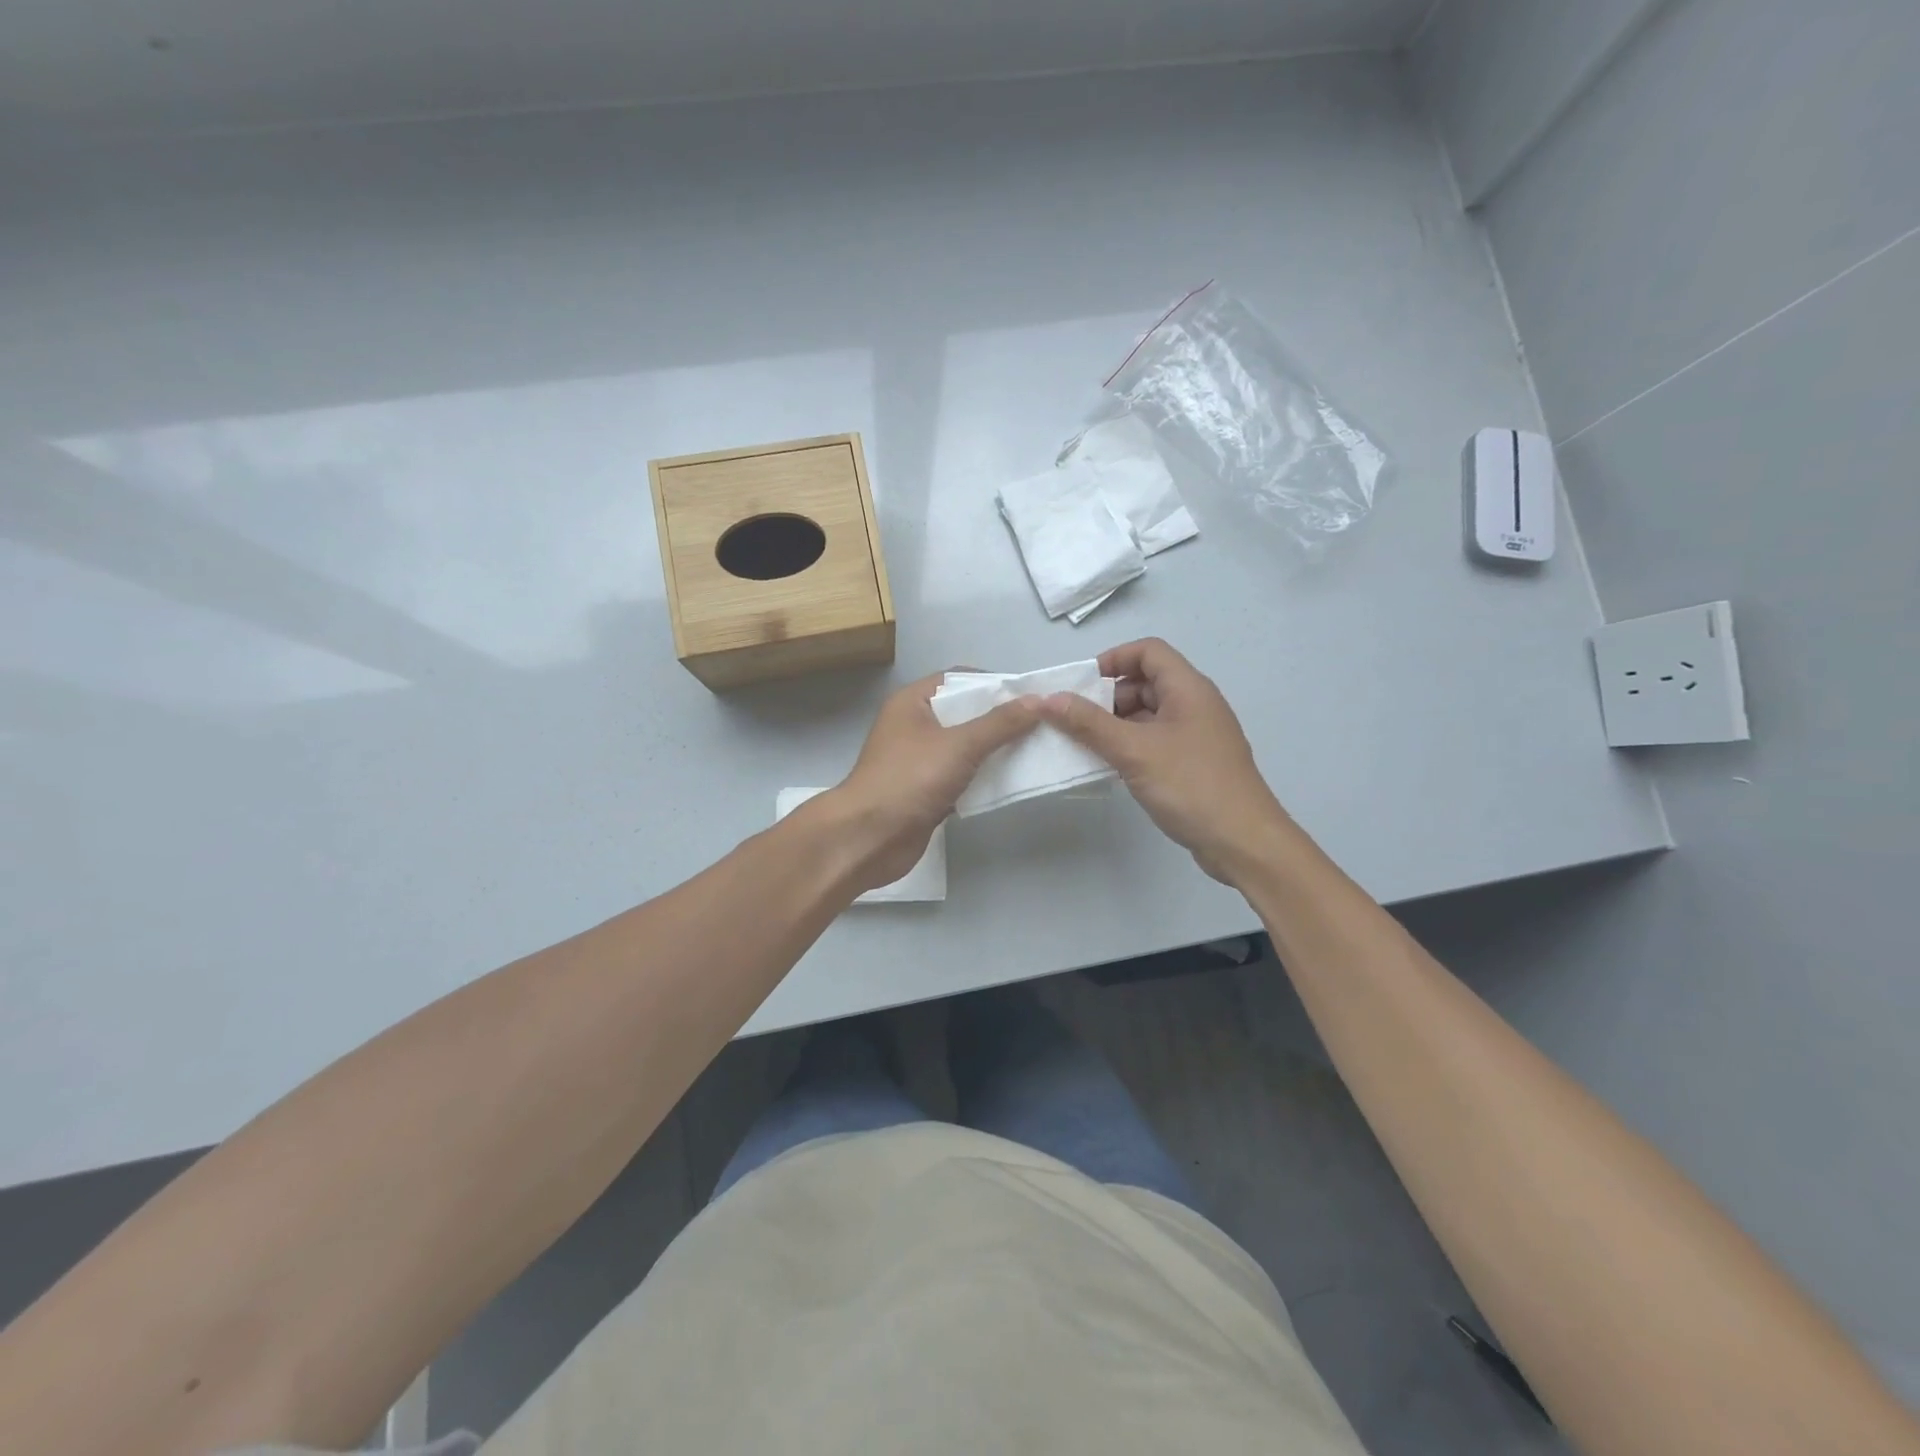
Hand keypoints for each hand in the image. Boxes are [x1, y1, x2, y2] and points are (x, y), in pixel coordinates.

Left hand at [828, 672, 1039, 890]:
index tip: (1029, 694)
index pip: (958, 680)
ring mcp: (919, 760)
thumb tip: (1038, 700)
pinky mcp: (926, 791)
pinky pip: (962, 776)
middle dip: (1000, 719)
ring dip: (995, 750)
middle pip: (965, 714)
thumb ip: (1000, 723)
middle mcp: (914, 726)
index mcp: (912, 702)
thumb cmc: (909, 779)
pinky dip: (984, 778)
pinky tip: (1013, 780)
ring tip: (1036, 749)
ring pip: (965, 748)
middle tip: (1041, 723)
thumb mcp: (960, 745)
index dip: (993, 683)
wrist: (869, 838)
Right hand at [1037, 638, 1290, 883]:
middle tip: (1076, 721)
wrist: (1243, 842)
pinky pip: (1157, 741)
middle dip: (1109, 697)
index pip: (1148, 651)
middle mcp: (1196, 704)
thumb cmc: (1190, 785)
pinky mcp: (1195, 763)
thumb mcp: (1133, 751)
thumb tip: (1048, 699)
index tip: (1082, 685)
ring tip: (1086, 745)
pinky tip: (1110, 767)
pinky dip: (1131, 746)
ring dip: (1117, 724)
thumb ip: (1089, 724)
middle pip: (1147, 682)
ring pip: (1150, 714)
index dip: (1113, 659)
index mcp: (1189, 689)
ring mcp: (1198, 735)